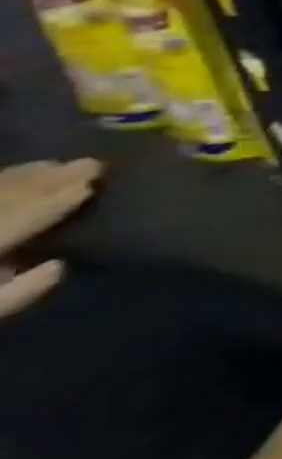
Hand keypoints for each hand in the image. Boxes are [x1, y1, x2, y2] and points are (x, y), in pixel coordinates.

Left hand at [0, 157, 101, 315]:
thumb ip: (15, 295)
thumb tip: (58, 265)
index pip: (20, 217)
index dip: (58, 199)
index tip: (94, 180)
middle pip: (3, 199)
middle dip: (47, 180)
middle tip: (90, 163)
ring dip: (23, 177)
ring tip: (57, 165)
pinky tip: (17, 174)